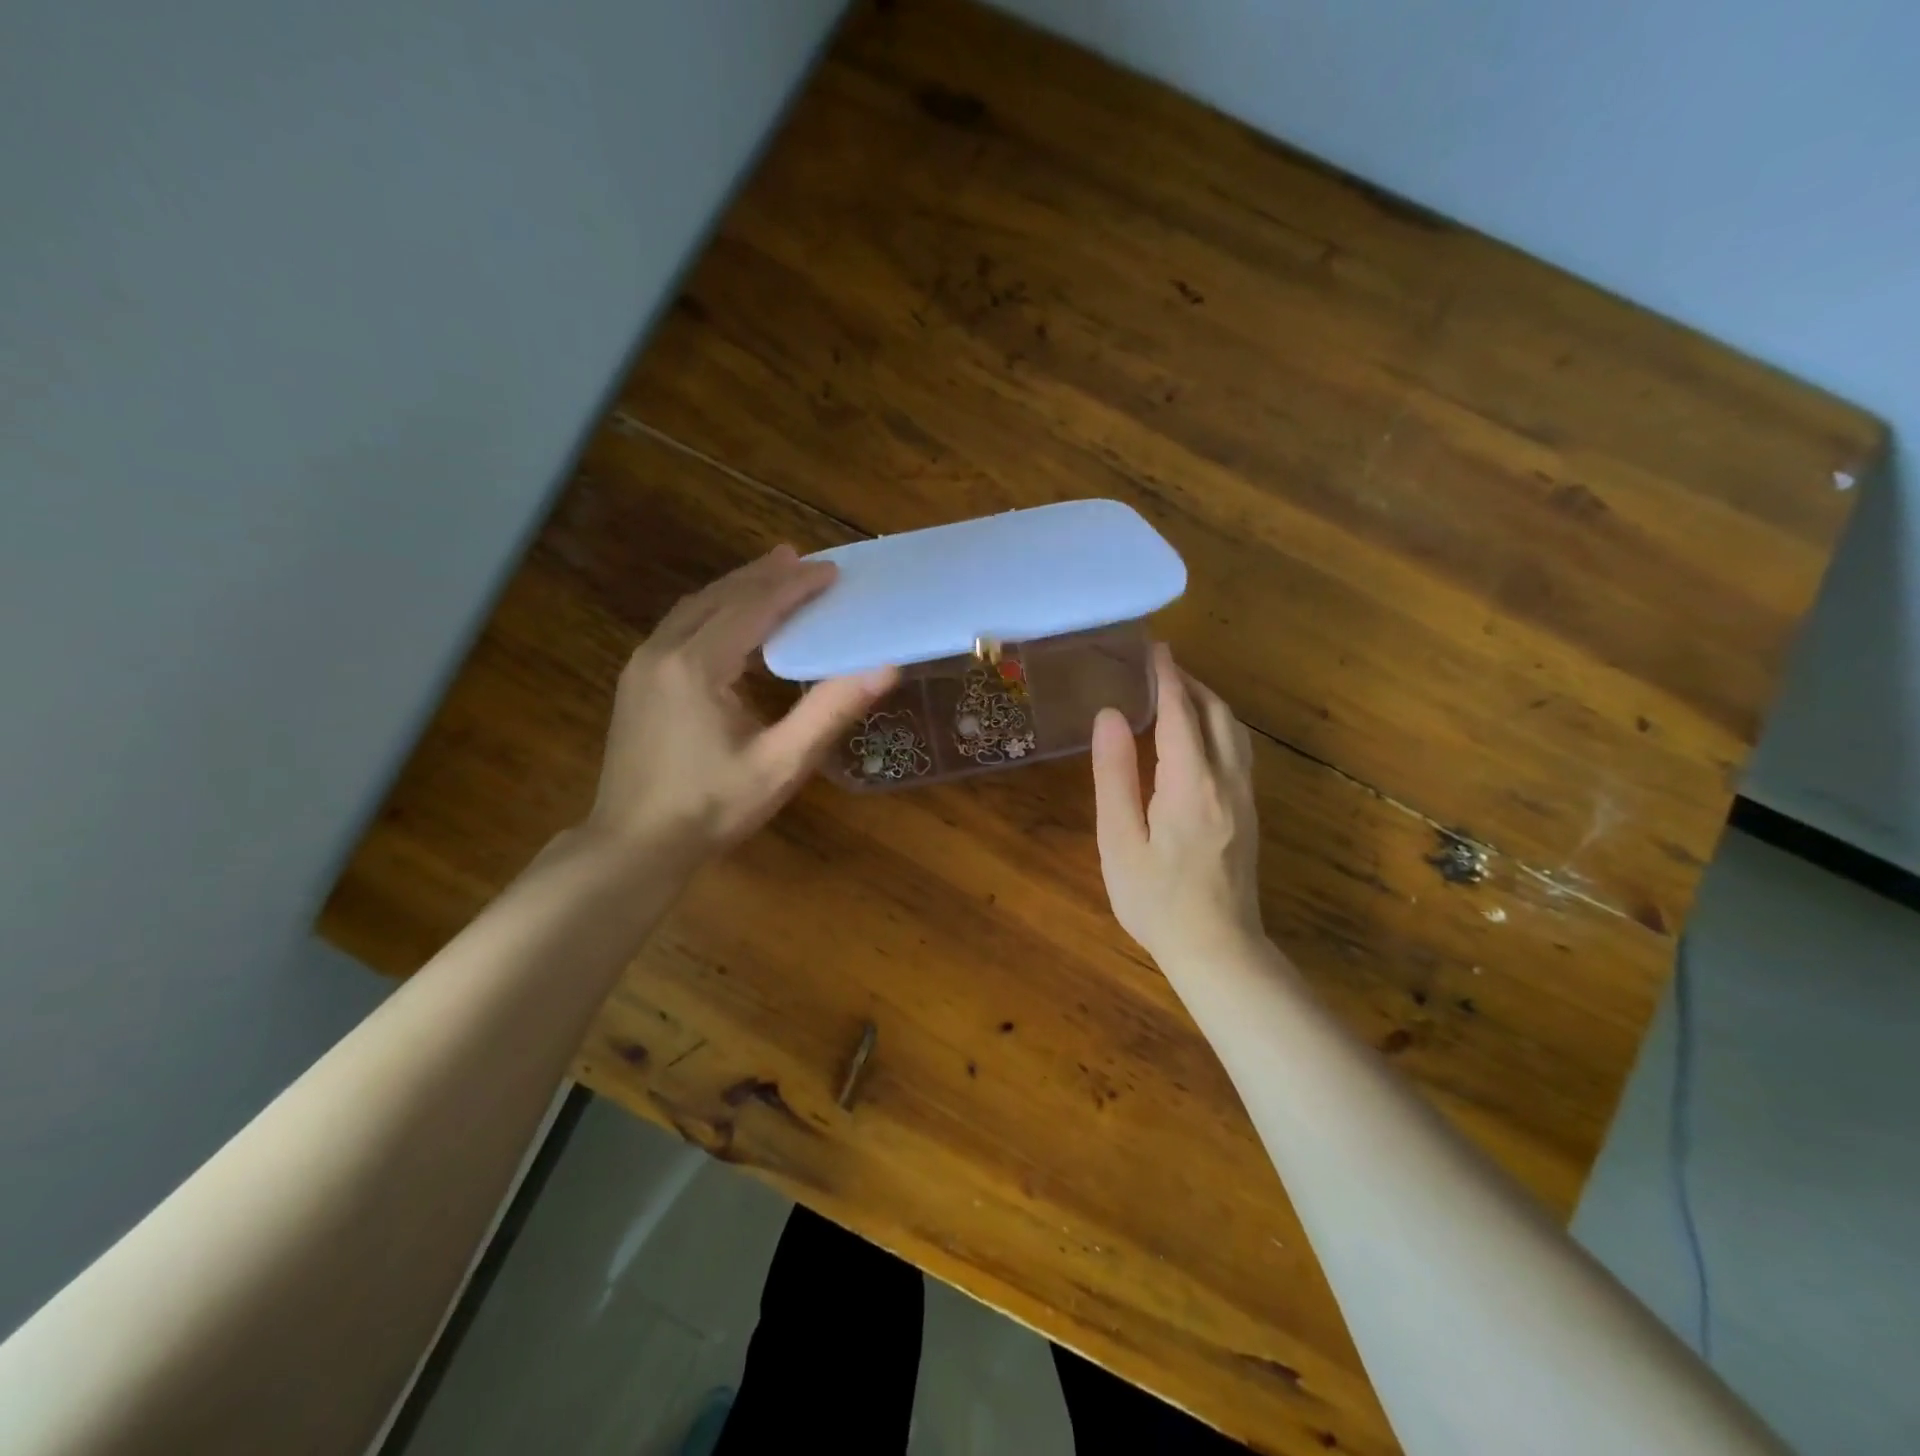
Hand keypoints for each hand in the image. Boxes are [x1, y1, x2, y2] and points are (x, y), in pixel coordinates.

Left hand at [584, 546, 895, 862]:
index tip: (832, 572)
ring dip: (737, 588)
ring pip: (695, 607)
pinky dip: (715, 610)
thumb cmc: (711, 808)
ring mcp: (643, 664)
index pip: (754, 606)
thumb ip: (830, 711)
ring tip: (773, 575)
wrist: (633, 846)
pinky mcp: (637, 681)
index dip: (796, 586)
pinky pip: (681, 626)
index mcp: (698, 665)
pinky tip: (733, 621)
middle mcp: (664, 650)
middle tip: (806, 561)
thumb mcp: (781, 764)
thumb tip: (885, 668)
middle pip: (721, 596)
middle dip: (765, 575)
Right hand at [1091, 644, 1263, 966]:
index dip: (1166, 676)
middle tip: (1159, 668)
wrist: (1218, 949)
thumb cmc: (1156, 899)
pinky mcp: (1250, 813)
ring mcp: (1245, 797)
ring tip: (1178, 694)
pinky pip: (1239, 751)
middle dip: (1190, 683)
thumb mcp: (1120, 840)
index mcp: (1191, 782)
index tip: (1153, 648)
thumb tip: (1108, 716)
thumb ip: (1115, 775)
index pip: (1180, 712)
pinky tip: (1199, 737)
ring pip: (1234, 731)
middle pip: (1216, 713)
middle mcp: (1227, 780)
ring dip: (1208, 703)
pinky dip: (1218, 726)